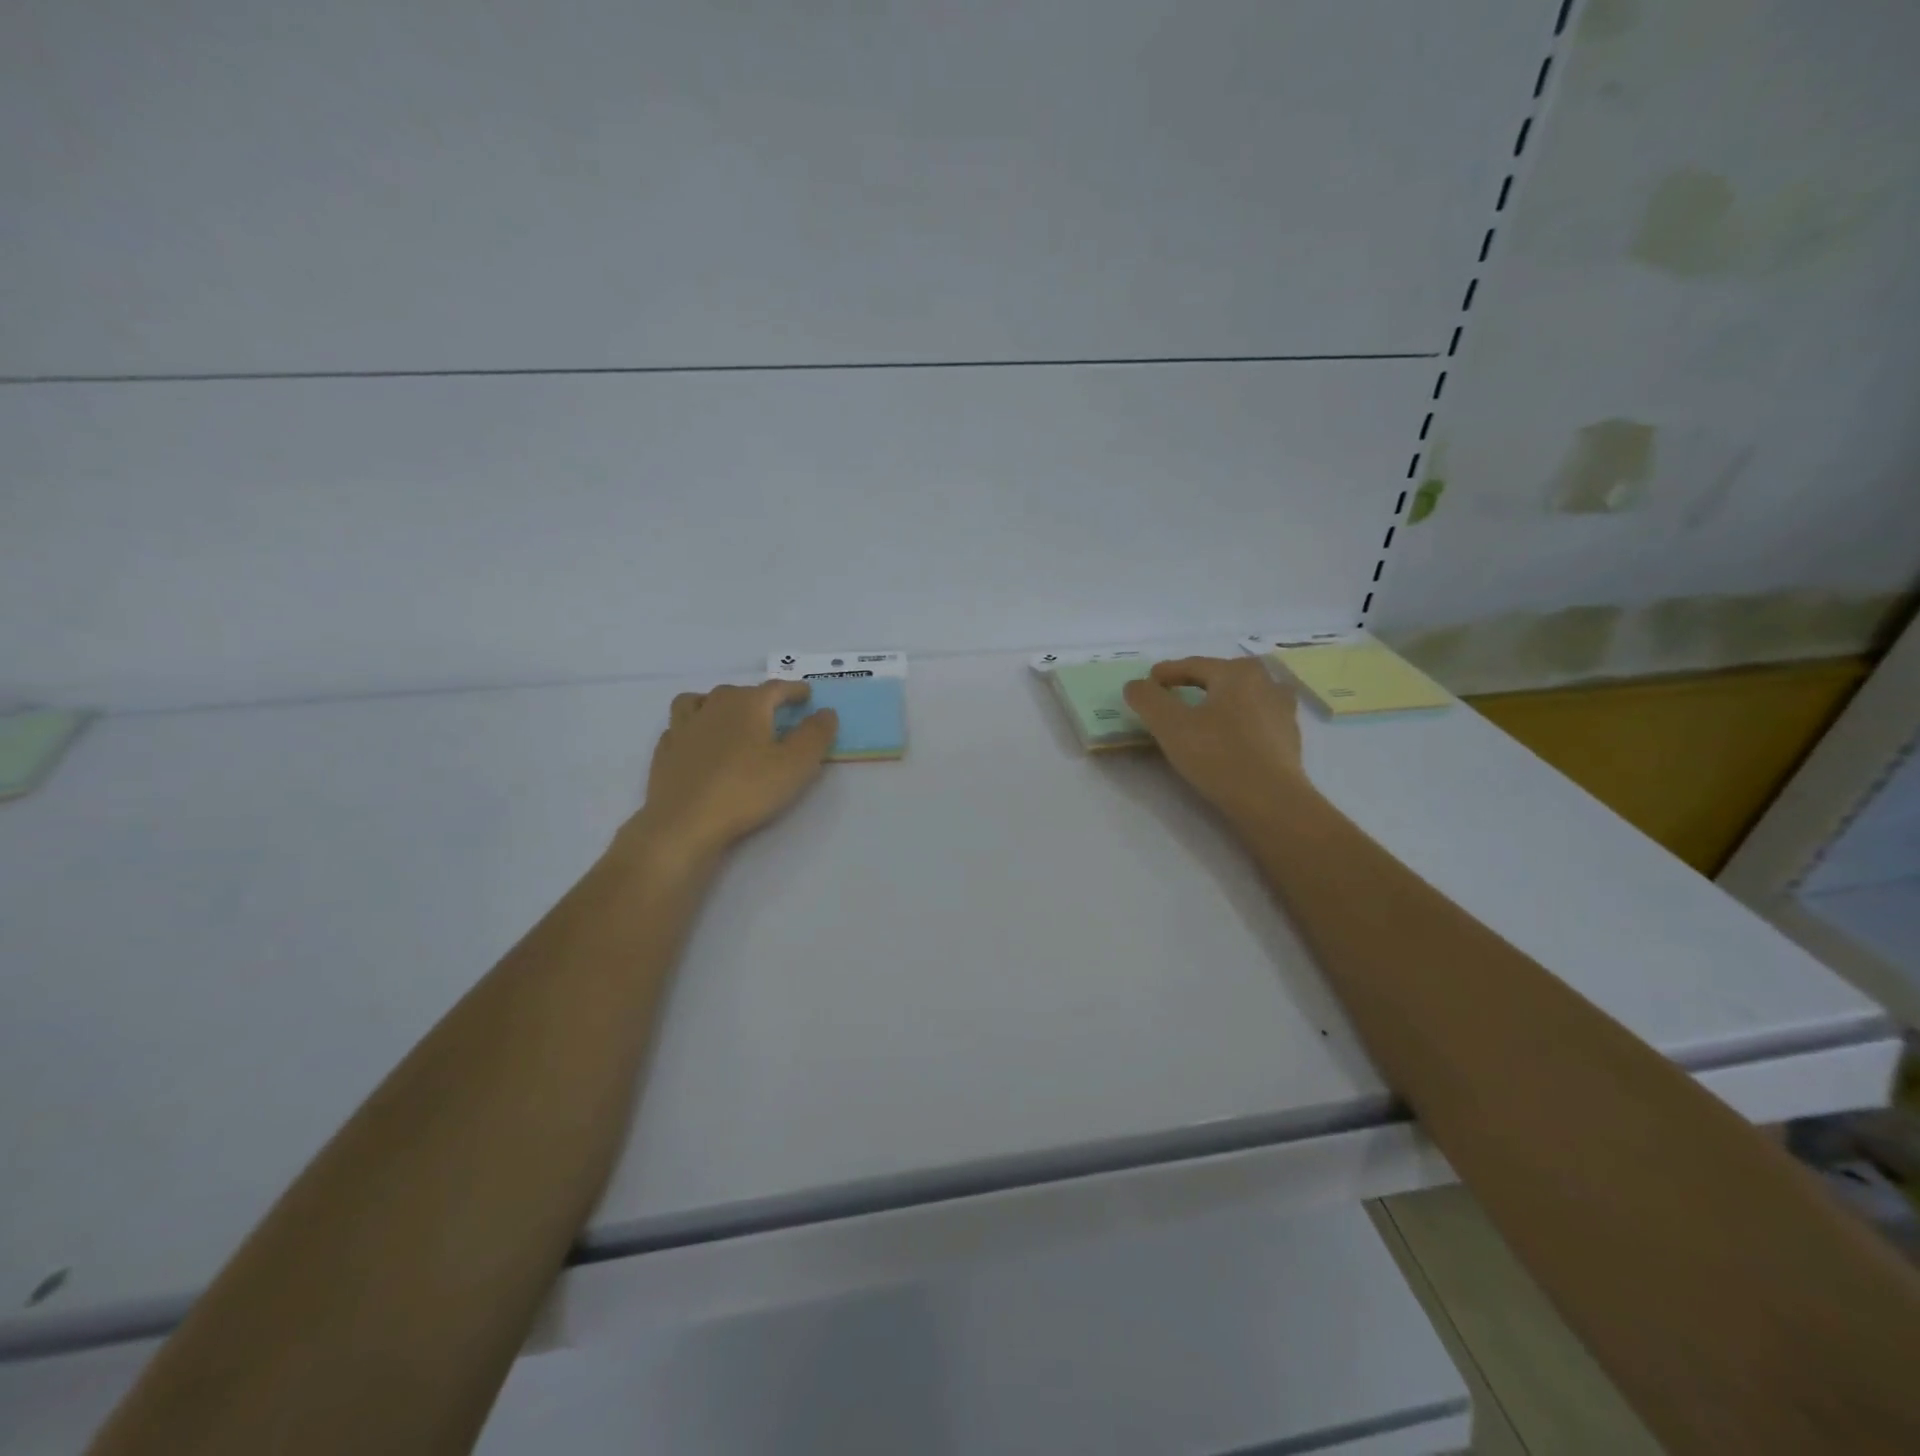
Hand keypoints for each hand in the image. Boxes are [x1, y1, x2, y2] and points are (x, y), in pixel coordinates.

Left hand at [629, 681, 838, 860]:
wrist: (685, 822)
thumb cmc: (747, 789)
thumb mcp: (796, 764)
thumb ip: (815, 734)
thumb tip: (826, 712)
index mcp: (748, 704)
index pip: (776, 688)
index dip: (794, 690)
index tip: (806, 694)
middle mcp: (713, 706)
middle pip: (739, 691)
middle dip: (758, 697)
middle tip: (773, 712)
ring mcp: (684, 727)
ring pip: (700, 701)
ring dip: (717, 703)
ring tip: (728, 716)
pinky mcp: (665, 751)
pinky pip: (679, 726)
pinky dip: (693, 727)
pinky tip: (698, 741)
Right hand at [1123, 657, 1308, 827]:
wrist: (1271, 801)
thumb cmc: (1218, 756)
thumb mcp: (1170, 726)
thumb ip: (1148, 699)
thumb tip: (1136, 685)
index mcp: (1236, 672)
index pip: (1193, 665)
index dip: (1166, 672)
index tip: (1147, 682)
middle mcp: (1265, 682)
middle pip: (1221, 676)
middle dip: (1196, 681)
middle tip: (1174, 694)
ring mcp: (1282, 710)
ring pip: (1242, 696)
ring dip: (1220, 699)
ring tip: (1203, 713)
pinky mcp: (1290, 737)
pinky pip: (1256, 718)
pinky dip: (1237, 720)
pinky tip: (1229, 735)